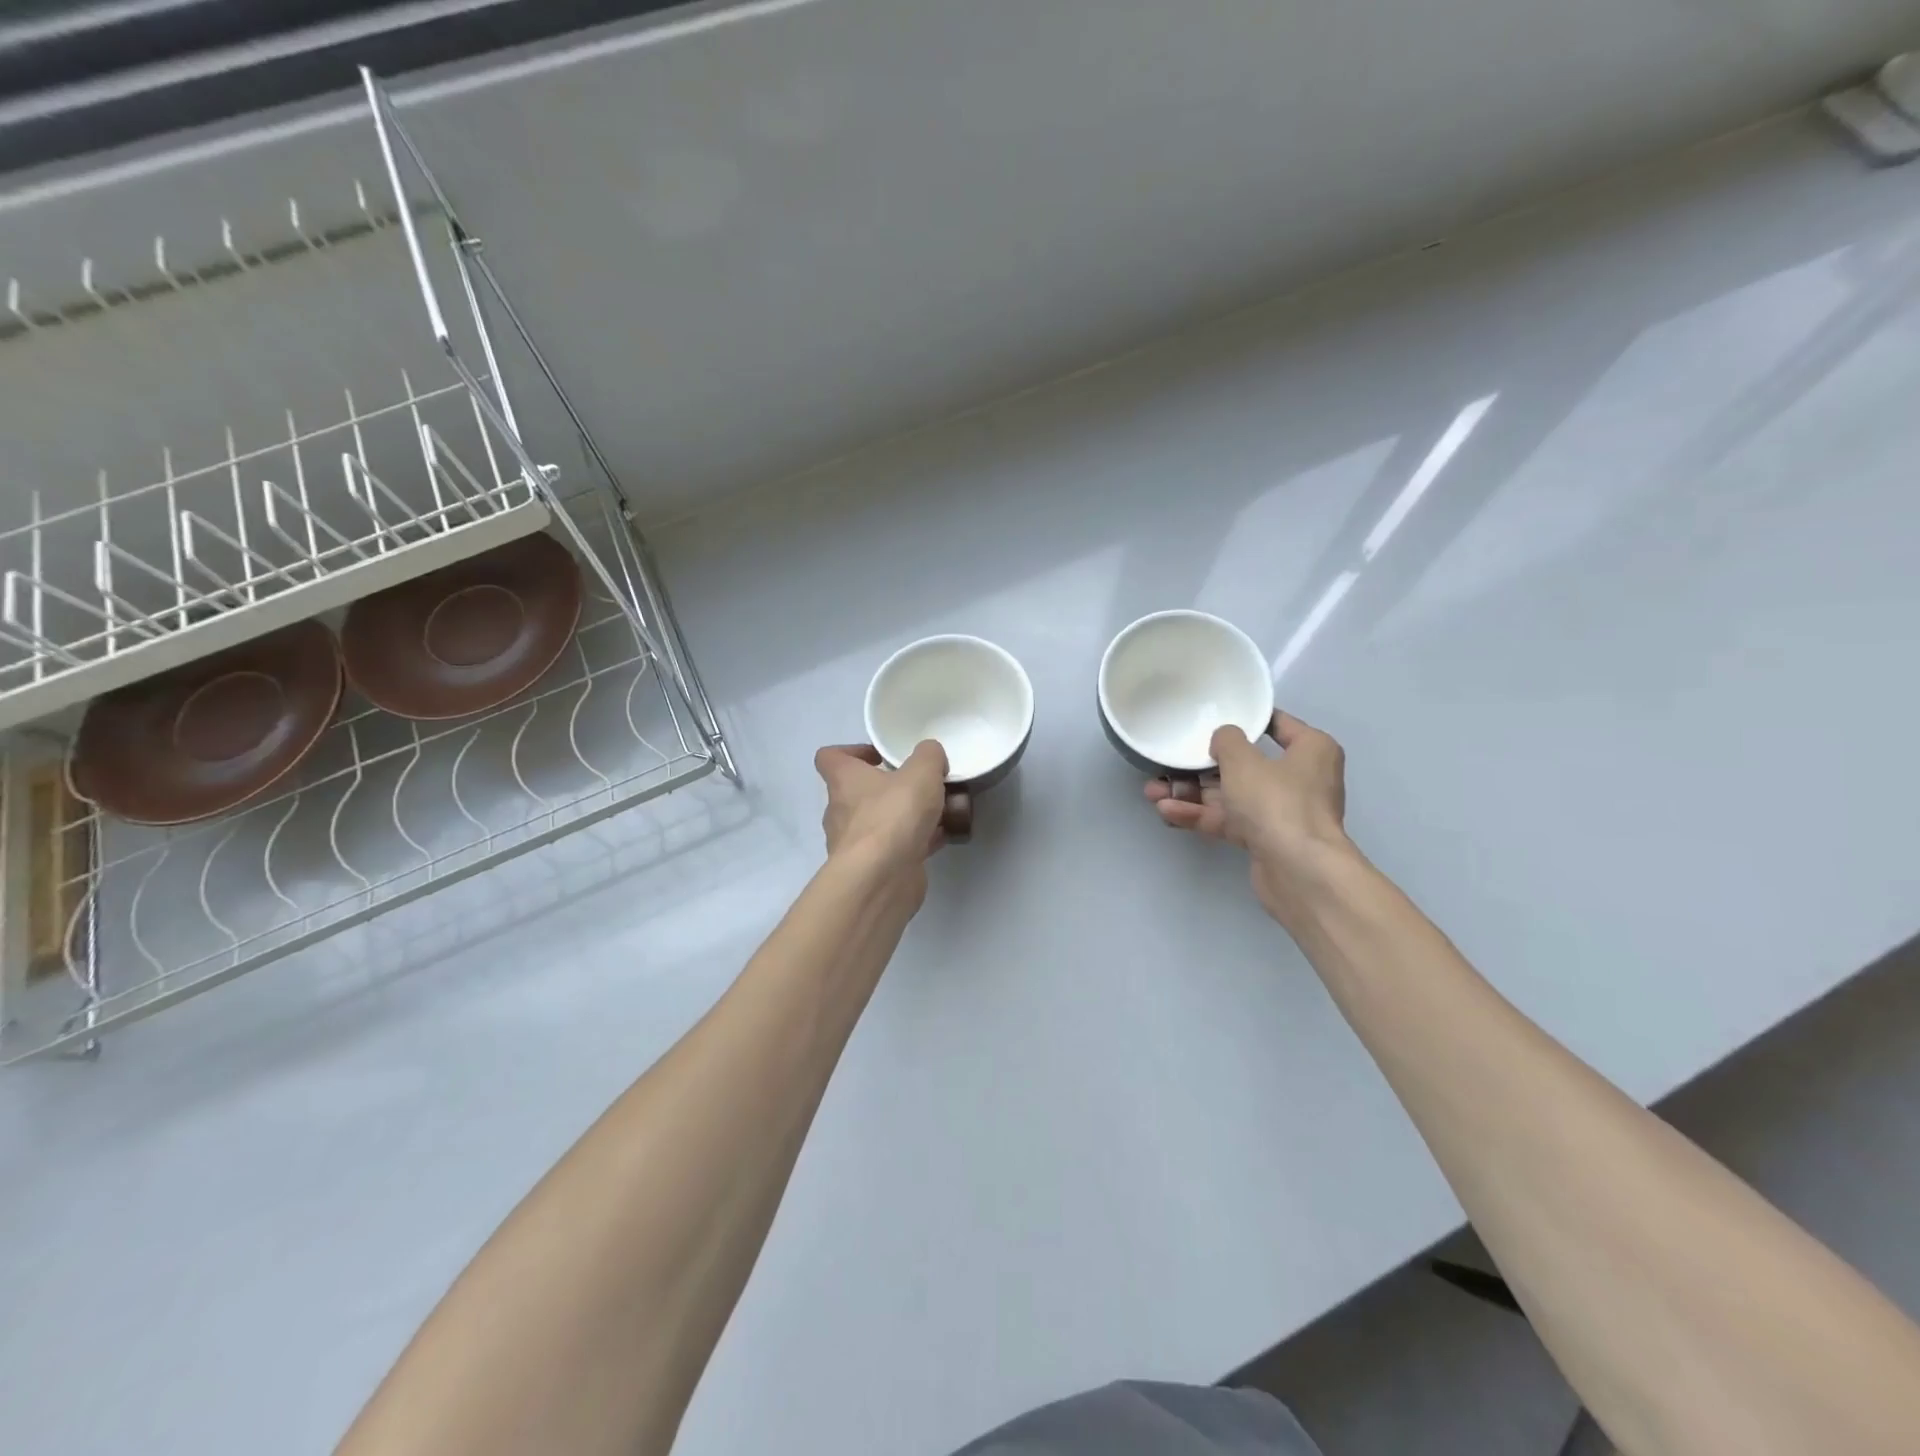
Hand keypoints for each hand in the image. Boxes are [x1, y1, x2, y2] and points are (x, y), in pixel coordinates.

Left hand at [814, 741, 949, 890]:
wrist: (882, 878)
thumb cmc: (893, 815)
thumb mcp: (921, 773)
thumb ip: (928, 756)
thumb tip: (931, 754)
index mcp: (844, 781)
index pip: (829, 757)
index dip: (851, 752)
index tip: (878, 756)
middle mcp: (841, 811)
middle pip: (858, 792)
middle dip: (888, 788)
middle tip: (918, 786)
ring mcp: (854, 843)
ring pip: (879, 822)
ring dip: (904, 817)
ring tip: (938, 811)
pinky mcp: (872, 868)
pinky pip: (894, 847)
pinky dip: (914, 842)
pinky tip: (941, 837)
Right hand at [1146, 711, 1353, 925]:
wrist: (1298, 870)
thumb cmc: (1277, 801)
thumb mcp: (1244, 760)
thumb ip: (1227, 741)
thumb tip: (1224, 739)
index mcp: (1311, 750)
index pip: (1277, 725)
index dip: (1246, 720)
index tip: (1215, 717)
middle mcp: (1300, 778)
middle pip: (1245, 765)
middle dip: (1201, 767)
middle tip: (1169, 762)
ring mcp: (1282, 812)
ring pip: (1231, 796)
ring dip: (1192, 793)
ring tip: (1153, 791)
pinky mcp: (1265, 839)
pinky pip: (1228, 821)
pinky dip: (1200, 815)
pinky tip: (1167, 812)